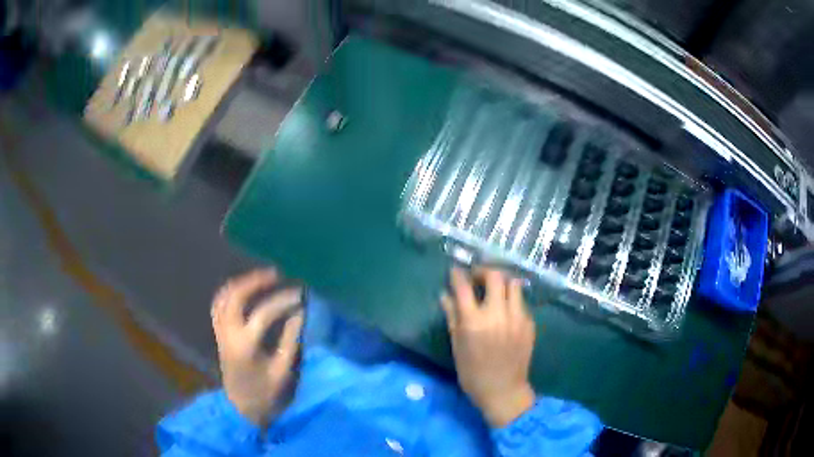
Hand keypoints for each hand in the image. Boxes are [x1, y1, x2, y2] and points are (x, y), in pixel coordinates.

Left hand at [211, 269, 303, 425]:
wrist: (241, 409)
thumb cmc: (266, 393)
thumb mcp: (283, 370)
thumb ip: (291, 339)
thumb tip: (299, 312)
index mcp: (245, 345)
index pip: (264, 313)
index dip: (284, 301)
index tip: (300, 294)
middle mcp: (228, 333)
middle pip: (235, 296)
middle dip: (255, 281)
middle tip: (276, 274)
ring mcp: (221, 333)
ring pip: (223, 297)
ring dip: (240, 284)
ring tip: (260, 278)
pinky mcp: (219, 335)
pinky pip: (218, 306)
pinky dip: (229, 294)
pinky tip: (242, 291)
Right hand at [441, 267, 536, 427]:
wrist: (503, 390)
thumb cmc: (473, 373)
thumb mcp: (457, 346)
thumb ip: (452, 317)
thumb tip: (445, 295)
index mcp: (474, 322)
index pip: (464, 287)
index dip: (458, 275)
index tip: (456, 271)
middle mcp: (497, 314)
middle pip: (495, 276)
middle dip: (484, 271)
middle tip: (478, 277)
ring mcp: (517, 318)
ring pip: (514, 284)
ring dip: (502, 282)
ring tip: (495, 290)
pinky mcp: (529, 323)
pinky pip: (521, 302)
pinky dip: (512, 300)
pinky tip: (506, 311)